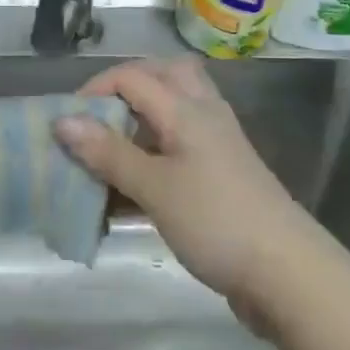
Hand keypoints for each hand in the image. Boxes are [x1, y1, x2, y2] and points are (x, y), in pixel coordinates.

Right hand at [55, 57, 321, 309]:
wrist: (287, 273)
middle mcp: (204, 114)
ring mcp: (217, 144)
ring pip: (175, 110)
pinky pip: (182, 144)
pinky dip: (156, 151)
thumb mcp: (155, 187)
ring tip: (110, 150)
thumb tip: (62, 120)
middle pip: (164, 77)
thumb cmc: (216, 222)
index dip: (95, 89)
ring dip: (141, 120)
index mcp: (187, 109)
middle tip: (96, 119)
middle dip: (125, 89)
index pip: (133, 76)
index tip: (66, 123)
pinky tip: (136, 185)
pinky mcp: (223, 173)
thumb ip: (108, 153)